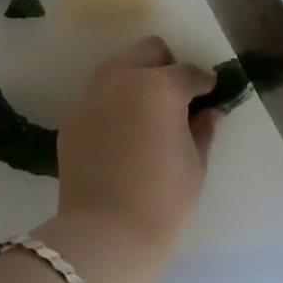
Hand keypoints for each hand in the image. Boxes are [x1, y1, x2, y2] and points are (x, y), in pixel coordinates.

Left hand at [39, 37, 220, 282]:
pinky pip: (97, 96)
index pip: (188, 72)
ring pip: (117, 67)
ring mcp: (92, 95)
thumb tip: (208, 112)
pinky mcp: (72, 117)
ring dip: (135, 78)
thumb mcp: (195, 164)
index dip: (204, 83)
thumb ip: (203, 129)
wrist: (107, 231)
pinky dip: (113, 103)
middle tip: (176, 97)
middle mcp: (122, 79)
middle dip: (166, 65)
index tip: (209, 95)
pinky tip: (121, 133)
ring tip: (146, 112)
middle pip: (148, 51)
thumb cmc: (163, 198)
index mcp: (160, 86)